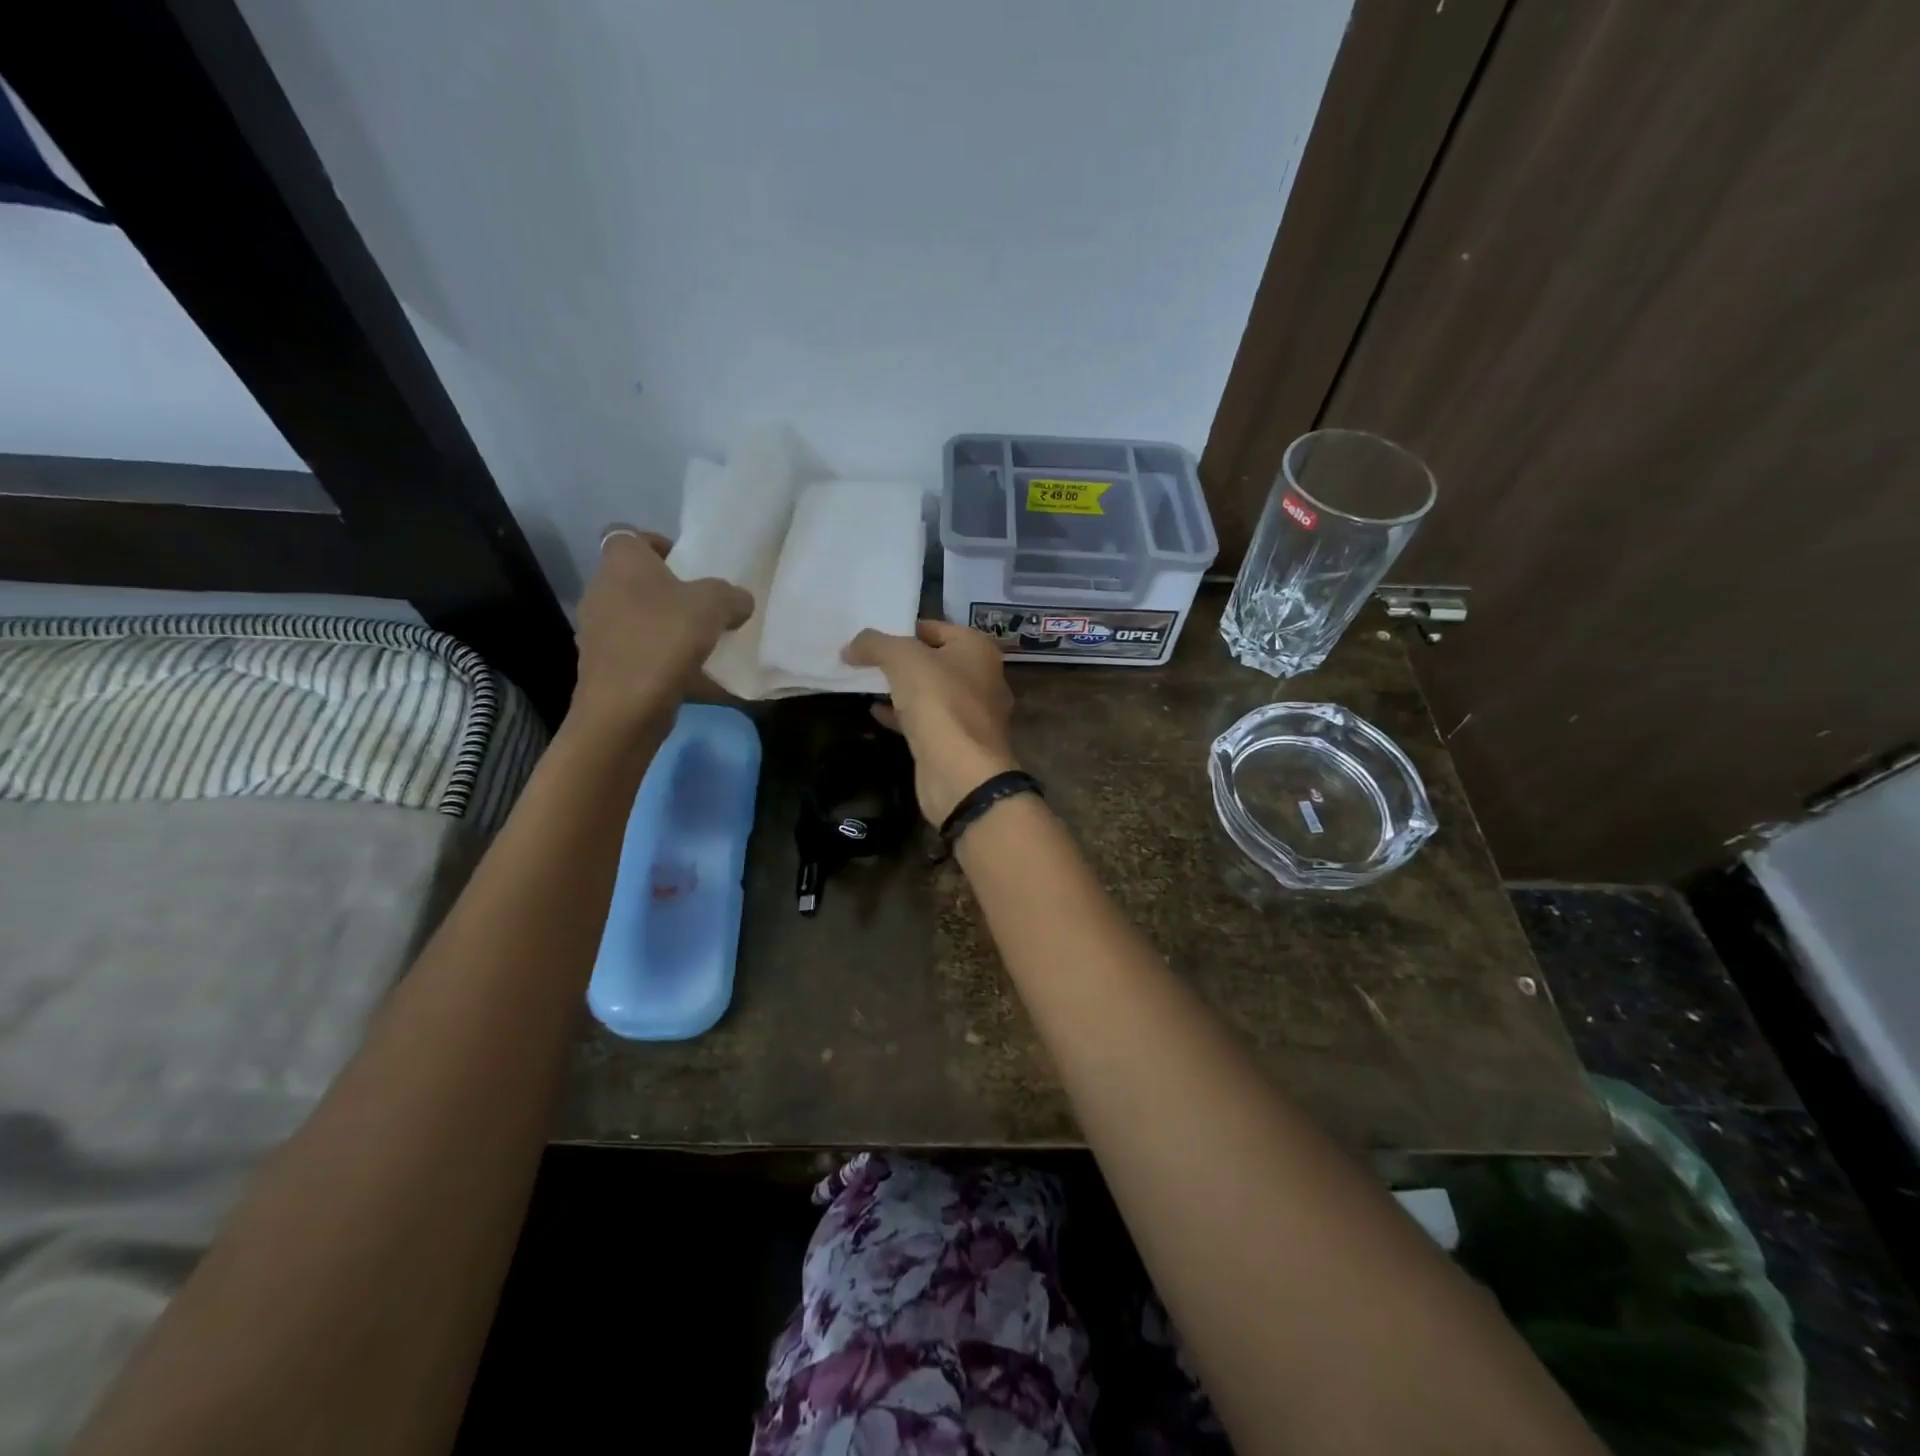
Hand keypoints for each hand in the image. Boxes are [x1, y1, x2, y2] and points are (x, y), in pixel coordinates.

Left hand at [569, 526, 752, 737]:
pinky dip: (659, 656)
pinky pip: (637, 650)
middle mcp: (600, 590)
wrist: (624, 708)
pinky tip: (687, 673)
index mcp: (621, 562)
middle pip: (637, 580)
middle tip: (704, 607)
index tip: (689, 566)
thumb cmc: (664, 640)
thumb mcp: (714, 606)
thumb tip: (739, 601)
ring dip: (664, 625)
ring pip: (636, 616)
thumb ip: (731, 596)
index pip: (630, 535)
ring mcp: (596, 630)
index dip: (660, 545)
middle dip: (669, 591)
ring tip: (700, 642)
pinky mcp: (603, 665)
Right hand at [843, 620, 1019, 823]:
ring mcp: (972, 714)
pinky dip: (903, 715)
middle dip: (900, 661)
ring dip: (900, 689)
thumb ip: (875, 644)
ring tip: (865, 684)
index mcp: (977, 649)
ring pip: (930, 692)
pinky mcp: (958, 742)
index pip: (935, 627)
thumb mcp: (902, 659)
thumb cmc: (939, 701)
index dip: (901, 630)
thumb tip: (851, 647)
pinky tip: (876, 713)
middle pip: (933, 660)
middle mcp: (982, 677)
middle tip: (863, 660)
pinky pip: (927, 720)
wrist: (961, 772)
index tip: (869, 638)